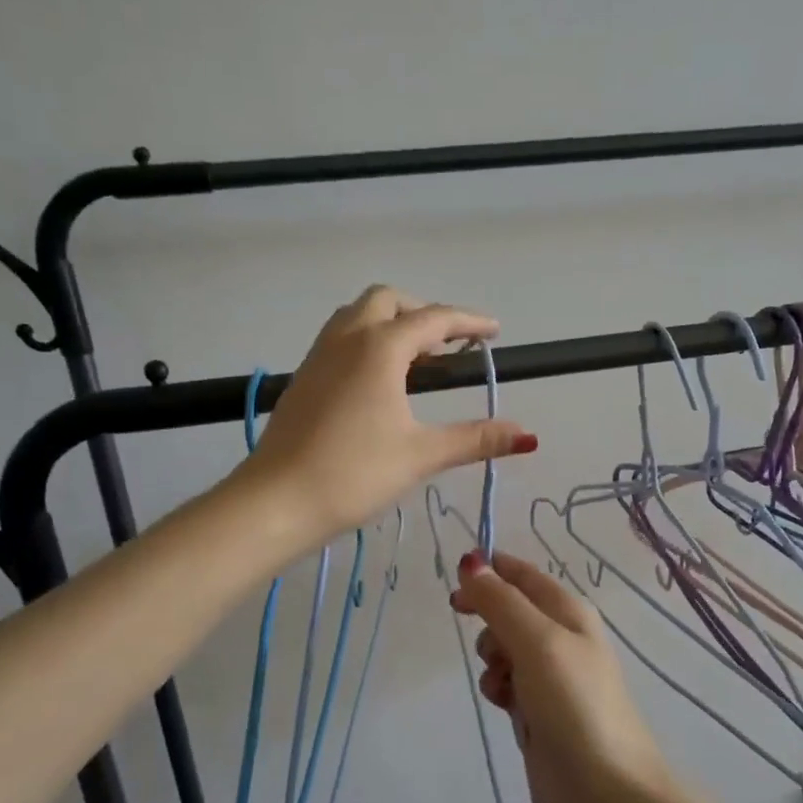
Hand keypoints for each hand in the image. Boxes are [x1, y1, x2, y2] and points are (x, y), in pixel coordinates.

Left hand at [236, 286, 536, 552]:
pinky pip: (340, 339)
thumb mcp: (421, 454)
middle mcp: (347, 339)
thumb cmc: (354, 473)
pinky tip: (379, 383)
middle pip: (389, 301)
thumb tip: (527, 436)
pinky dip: (368, 341)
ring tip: (417, 361)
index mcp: (380, 348)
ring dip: (391, 323)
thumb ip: (475, 439)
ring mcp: (318, 356)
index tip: (495, 332)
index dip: (469, 322)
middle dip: (424, 313)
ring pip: (358, 315)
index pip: (434, 319)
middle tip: (450, 346)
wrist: (276, 501)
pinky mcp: (303, 378)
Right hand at [450, 551, 673, 802]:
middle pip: (508, 610)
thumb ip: (501, 601)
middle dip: (489, 624)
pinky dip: (499, 689)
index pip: (521, 574)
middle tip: (490, 649)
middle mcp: (561, 636)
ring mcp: (551, 675)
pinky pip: (507, 683)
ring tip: (503, 684)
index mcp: (568, 610)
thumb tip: (472, 561)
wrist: (606, 789)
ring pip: (503, 649)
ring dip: (492, 661)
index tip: (456, 587)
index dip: (488, 572)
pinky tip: (503, 706)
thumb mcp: (537, 642)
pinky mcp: (541, 709)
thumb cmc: (574, 704)